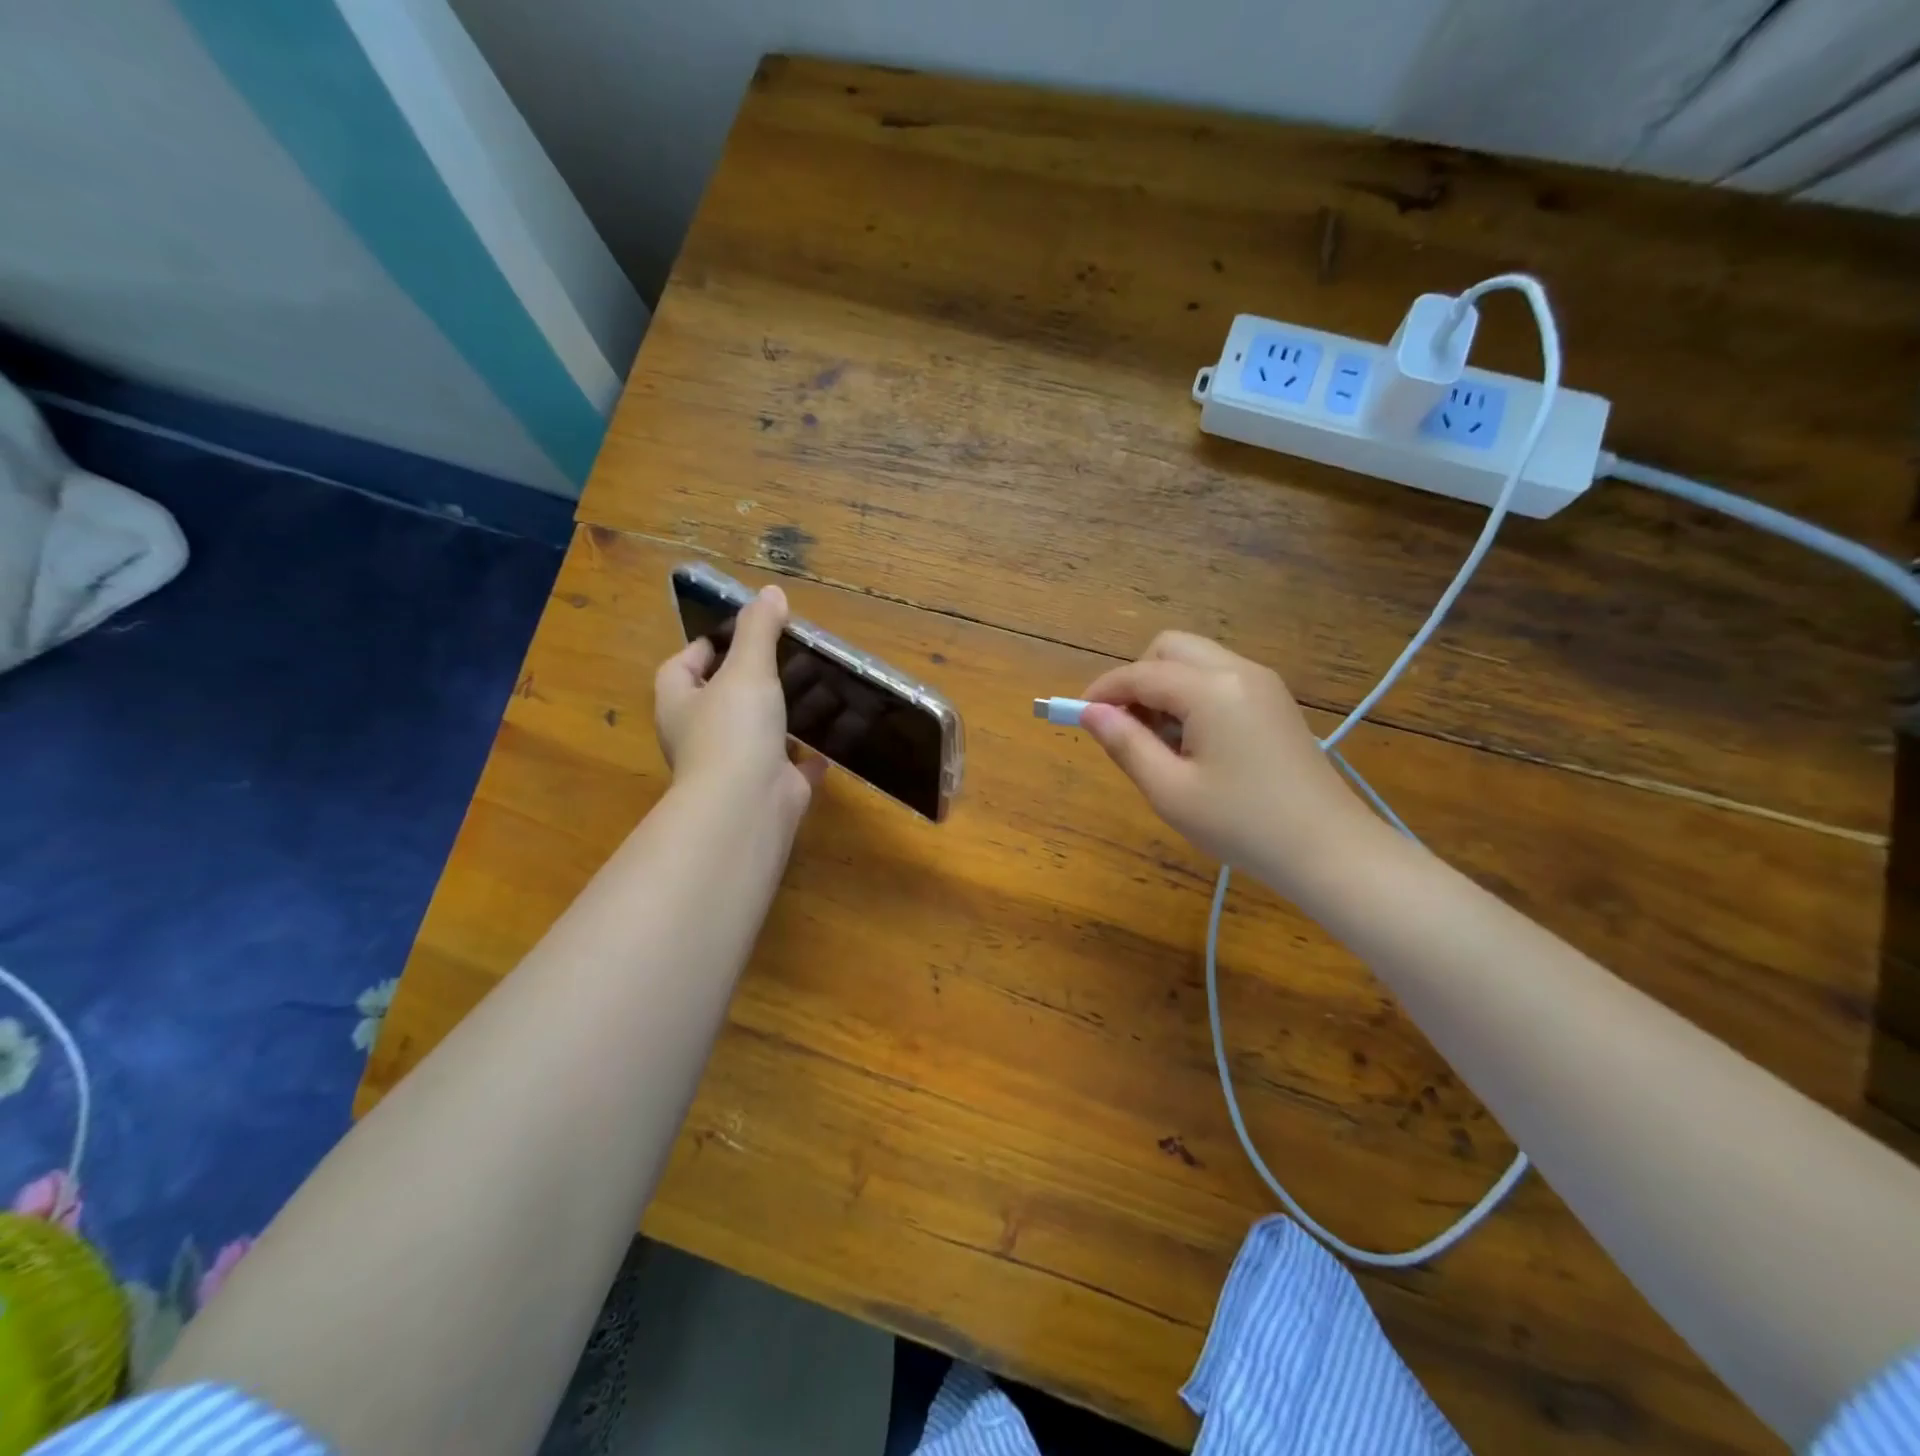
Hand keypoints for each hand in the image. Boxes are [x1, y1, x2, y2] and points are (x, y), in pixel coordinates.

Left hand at [654, 585, 825, 822]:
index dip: (703, 649)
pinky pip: (789, 767)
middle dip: (749, 680)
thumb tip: (770, 592)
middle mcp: (701, 736)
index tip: (735, 633)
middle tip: (784, 657)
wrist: (748, 804)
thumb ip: (758, 631)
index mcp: (680, 705)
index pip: (680, 668)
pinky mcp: (768, 788)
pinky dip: (807, 756)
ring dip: (781, 716)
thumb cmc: (734, 729)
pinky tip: (829, 741)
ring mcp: (735, 766)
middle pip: (720, 700)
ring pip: (757, 733)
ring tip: (814, 689)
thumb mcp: (747, 669)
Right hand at [1080, 632, 1371, 885]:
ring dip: (1164, 686)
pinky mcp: (1274, 701)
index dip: (1103, 691)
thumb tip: (1090, 712)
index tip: (1077, 716)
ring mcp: (1262, 683)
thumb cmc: (1242, 824)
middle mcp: (1238, 670)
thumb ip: (1126, 744)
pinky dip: (1192, 695)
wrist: (1329, 849)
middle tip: (1125, 727)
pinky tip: (1193, 743)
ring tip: (1159, 743)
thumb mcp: (1169, 790)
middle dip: (1137, 678)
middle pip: (1169, 648)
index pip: (1140, 673)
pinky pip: (1219, 678)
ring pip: (1195, 660)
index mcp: (1211, 689)